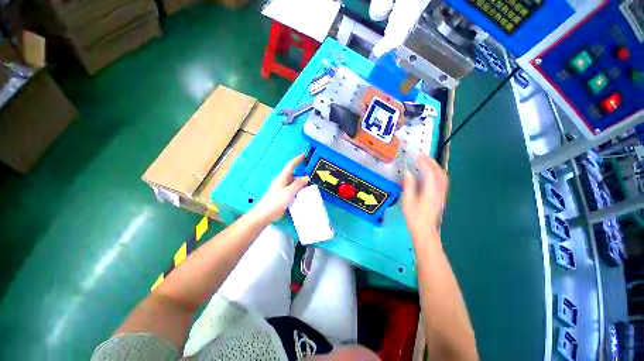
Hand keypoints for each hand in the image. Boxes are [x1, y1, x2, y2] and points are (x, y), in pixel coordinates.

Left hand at [251, 154, 309, 223]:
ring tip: (313, 187)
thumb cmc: (276, 201)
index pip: (291, 165)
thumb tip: (307, 177)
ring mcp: (285, 190)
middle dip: (304, 176)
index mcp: (283, 177)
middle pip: (296, 176)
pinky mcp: (286, 197)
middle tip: (314, 177)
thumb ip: (298, 184)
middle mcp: (284, 182)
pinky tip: (307, 195)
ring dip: (303, 185)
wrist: (266, 214)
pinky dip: (301, 192)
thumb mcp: (289, 191)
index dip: (297, 159)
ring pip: (296, 184)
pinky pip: (295, 191)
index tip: (304, 154)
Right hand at [402, 153, 447, 238]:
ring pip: (443, 176)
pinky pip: (443, 180)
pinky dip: (437, 172)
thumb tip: (408, 172)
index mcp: (430, 192)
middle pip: (439, 172)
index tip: (417, 155)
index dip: (424, 162)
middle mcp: (439, 191)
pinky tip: (431, 172)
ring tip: (426, 161)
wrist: (425, 230)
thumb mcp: (408, 201)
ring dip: (435, 166)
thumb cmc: (414, 217)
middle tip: (422, 155)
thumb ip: (409, 185)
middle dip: (431, 161)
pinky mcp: (442, 196)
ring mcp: (442, 194)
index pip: (430, 173)